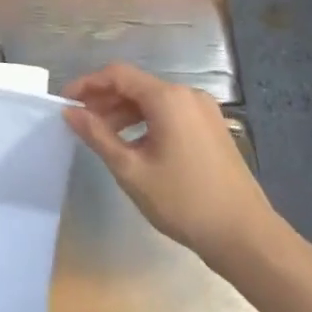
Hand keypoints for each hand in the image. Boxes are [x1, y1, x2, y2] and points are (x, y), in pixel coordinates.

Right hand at [64, 63, 276, 257]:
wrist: (246, 237)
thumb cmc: (183, 201)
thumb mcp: (131, 170)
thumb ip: (97, 135)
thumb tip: (70, 112)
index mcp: (167, 98)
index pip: (118, 74)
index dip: (88, 84)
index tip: (66, 101)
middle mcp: (187, 95)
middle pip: (136, 86)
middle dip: (104, 100)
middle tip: (80, 121)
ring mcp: (204, 111)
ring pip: (153, 101)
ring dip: (124, 113)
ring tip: (101, 136)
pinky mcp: (212, 129)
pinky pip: (170, 114)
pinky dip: (146, 122)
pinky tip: (133, 146)